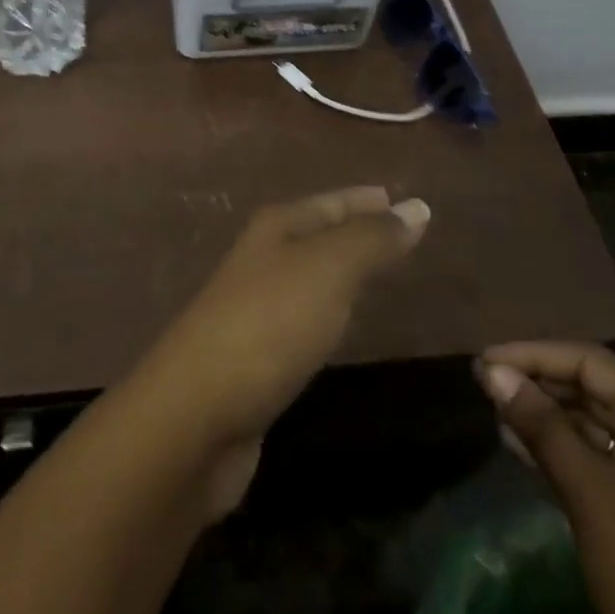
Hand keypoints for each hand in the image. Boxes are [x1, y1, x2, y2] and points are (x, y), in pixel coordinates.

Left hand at [133, 187, 428, 513]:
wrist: (197, 413)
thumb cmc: (268, 324)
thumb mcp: (328, 269)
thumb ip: (372, 239)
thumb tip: (417, 206)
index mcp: (275, 228)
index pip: (330, 203)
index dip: (366, 200)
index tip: (405, 200)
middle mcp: (262, 258)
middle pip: (318, 235)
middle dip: (357, 232)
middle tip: (404, 236)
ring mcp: (255, 308)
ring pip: (311, 277)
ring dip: (344, 272)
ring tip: (383, 275)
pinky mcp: (257, 356)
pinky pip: (306, 318)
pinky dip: (331, 313)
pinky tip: (344, 325)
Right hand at [478, 342, 614, 613]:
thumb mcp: (593, 497)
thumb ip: (542, 428)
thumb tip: (493, 372)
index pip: (591, 363)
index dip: (535, 354)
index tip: (486, 361)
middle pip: (594, 390)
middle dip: (538, 383)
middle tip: (484, 385)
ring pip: (593, 427)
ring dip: (544, 418)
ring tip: (495, 412)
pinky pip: (598, 463)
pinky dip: (560, 452)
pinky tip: (520, 450)